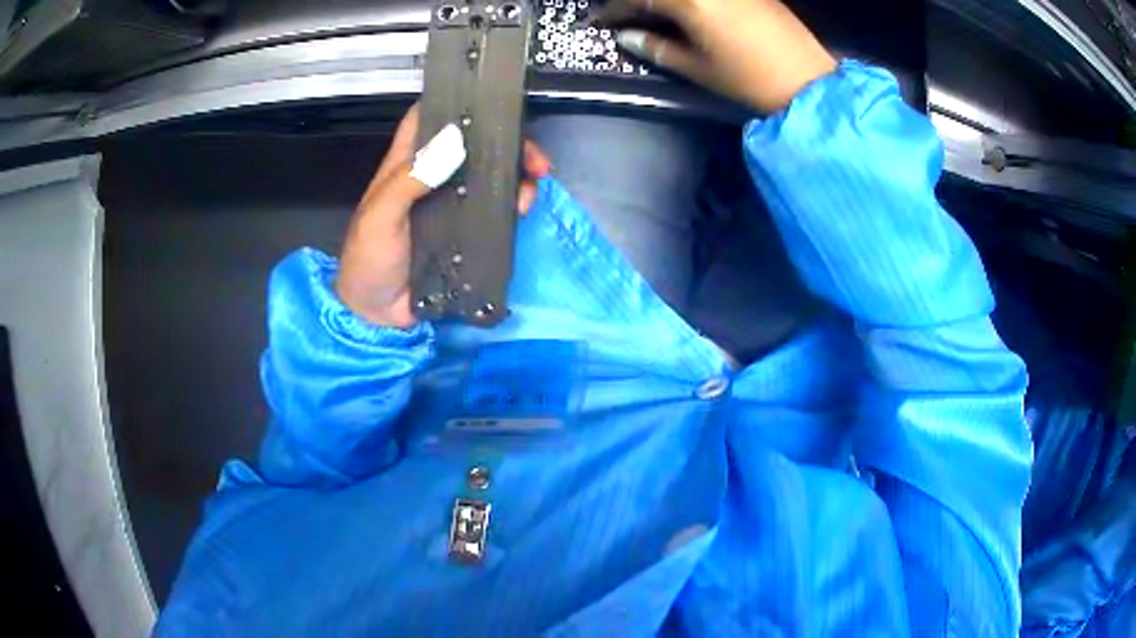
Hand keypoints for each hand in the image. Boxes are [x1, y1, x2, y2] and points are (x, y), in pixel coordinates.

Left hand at [335, 106, 551, 327]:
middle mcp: (433, 177)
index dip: (457, 103)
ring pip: (491, 175)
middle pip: (474, 145)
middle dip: (506, 143)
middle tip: (533, 156)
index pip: (430, 118)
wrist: (376, 315)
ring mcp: (452, 204)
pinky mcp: (467, 231)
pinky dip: (514, 204)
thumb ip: (408, 181)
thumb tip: (454, 142)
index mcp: (406, 165)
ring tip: (532, 185)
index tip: (491, 99)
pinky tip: (523, 208)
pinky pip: (495, 210)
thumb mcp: (380, 216)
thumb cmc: (368, 260)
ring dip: (516, 174)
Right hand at [598, 0, 836, 112]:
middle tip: (623, 13)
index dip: (614, 10)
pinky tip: (684, 7)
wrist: (806, 80)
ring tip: (652, 11)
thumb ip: (656, 48)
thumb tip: (627, 37)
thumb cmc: (747, 78)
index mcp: (687, 0)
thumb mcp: (696, 68)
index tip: (599, 21)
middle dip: (635, 0)